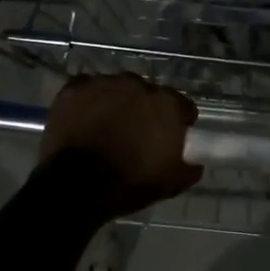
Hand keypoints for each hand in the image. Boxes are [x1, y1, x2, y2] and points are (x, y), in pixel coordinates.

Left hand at [40, 74, 203, 218]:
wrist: (75, 187)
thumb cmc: (128, 184)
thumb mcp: (170, 183)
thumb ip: (189, 167)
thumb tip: (194, 161)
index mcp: (166, 104)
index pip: (181, 106)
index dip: (177, 122)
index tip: (170, 138)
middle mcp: (138, 84)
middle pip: (147, 94)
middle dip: (144, 110)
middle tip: (136, 134)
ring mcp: (104, 83)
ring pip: (117, 90)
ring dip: (116, 103)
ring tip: (106, 128)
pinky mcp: (75, 88)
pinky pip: (87, 90)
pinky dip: (88, 102)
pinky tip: (83, 120)